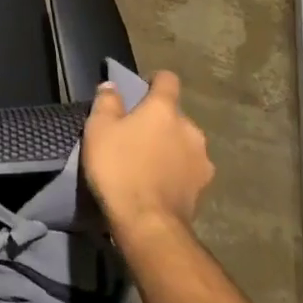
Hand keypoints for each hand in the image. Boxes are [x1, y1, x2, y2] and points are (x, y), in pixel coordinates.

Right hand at [82, 70, 212, 239]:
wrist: (147, 223)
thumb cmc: (119, 168)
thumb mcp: (98, 130)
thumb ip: (107, 102)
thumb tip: (112, 85)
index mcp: (164, 109)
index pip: (167, 79)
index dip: (154, 81)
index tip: (140, 91)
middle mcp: (190, 128)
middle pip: (175, 115)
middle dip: (159, 121)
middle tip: (135, 137)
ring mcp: (202, 158)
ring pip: (184, 142)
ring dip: (170, 147)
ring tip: (148, 164)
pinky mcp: (204, 186)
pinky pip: (188, 169)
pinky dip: (176, 171)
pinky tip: (160, 184)